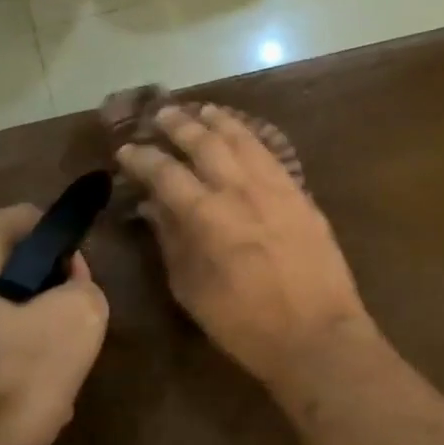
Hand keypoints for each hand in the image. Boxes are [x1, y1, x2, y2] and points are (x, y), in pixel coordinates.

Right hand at [117, 104, 374, 387]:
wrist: (317, 334)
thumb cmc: (245, 324)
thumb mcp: (193, 290)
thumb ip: (171, 241)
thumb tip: (154, 207)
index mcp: (207, 215)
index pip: (166, 173)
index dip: (142, 159)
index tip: (127, 150)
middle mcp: (240, 189)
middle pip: (205, 143)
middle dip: (179, 125)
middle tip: (162, 114)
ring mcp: (275, 187)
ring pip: (242, 139)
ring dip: (218, 121)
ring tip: (201, 110)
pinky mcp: (300, 193)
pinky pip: (271, 153)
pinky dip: (251, 137)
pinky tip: (243, 134)